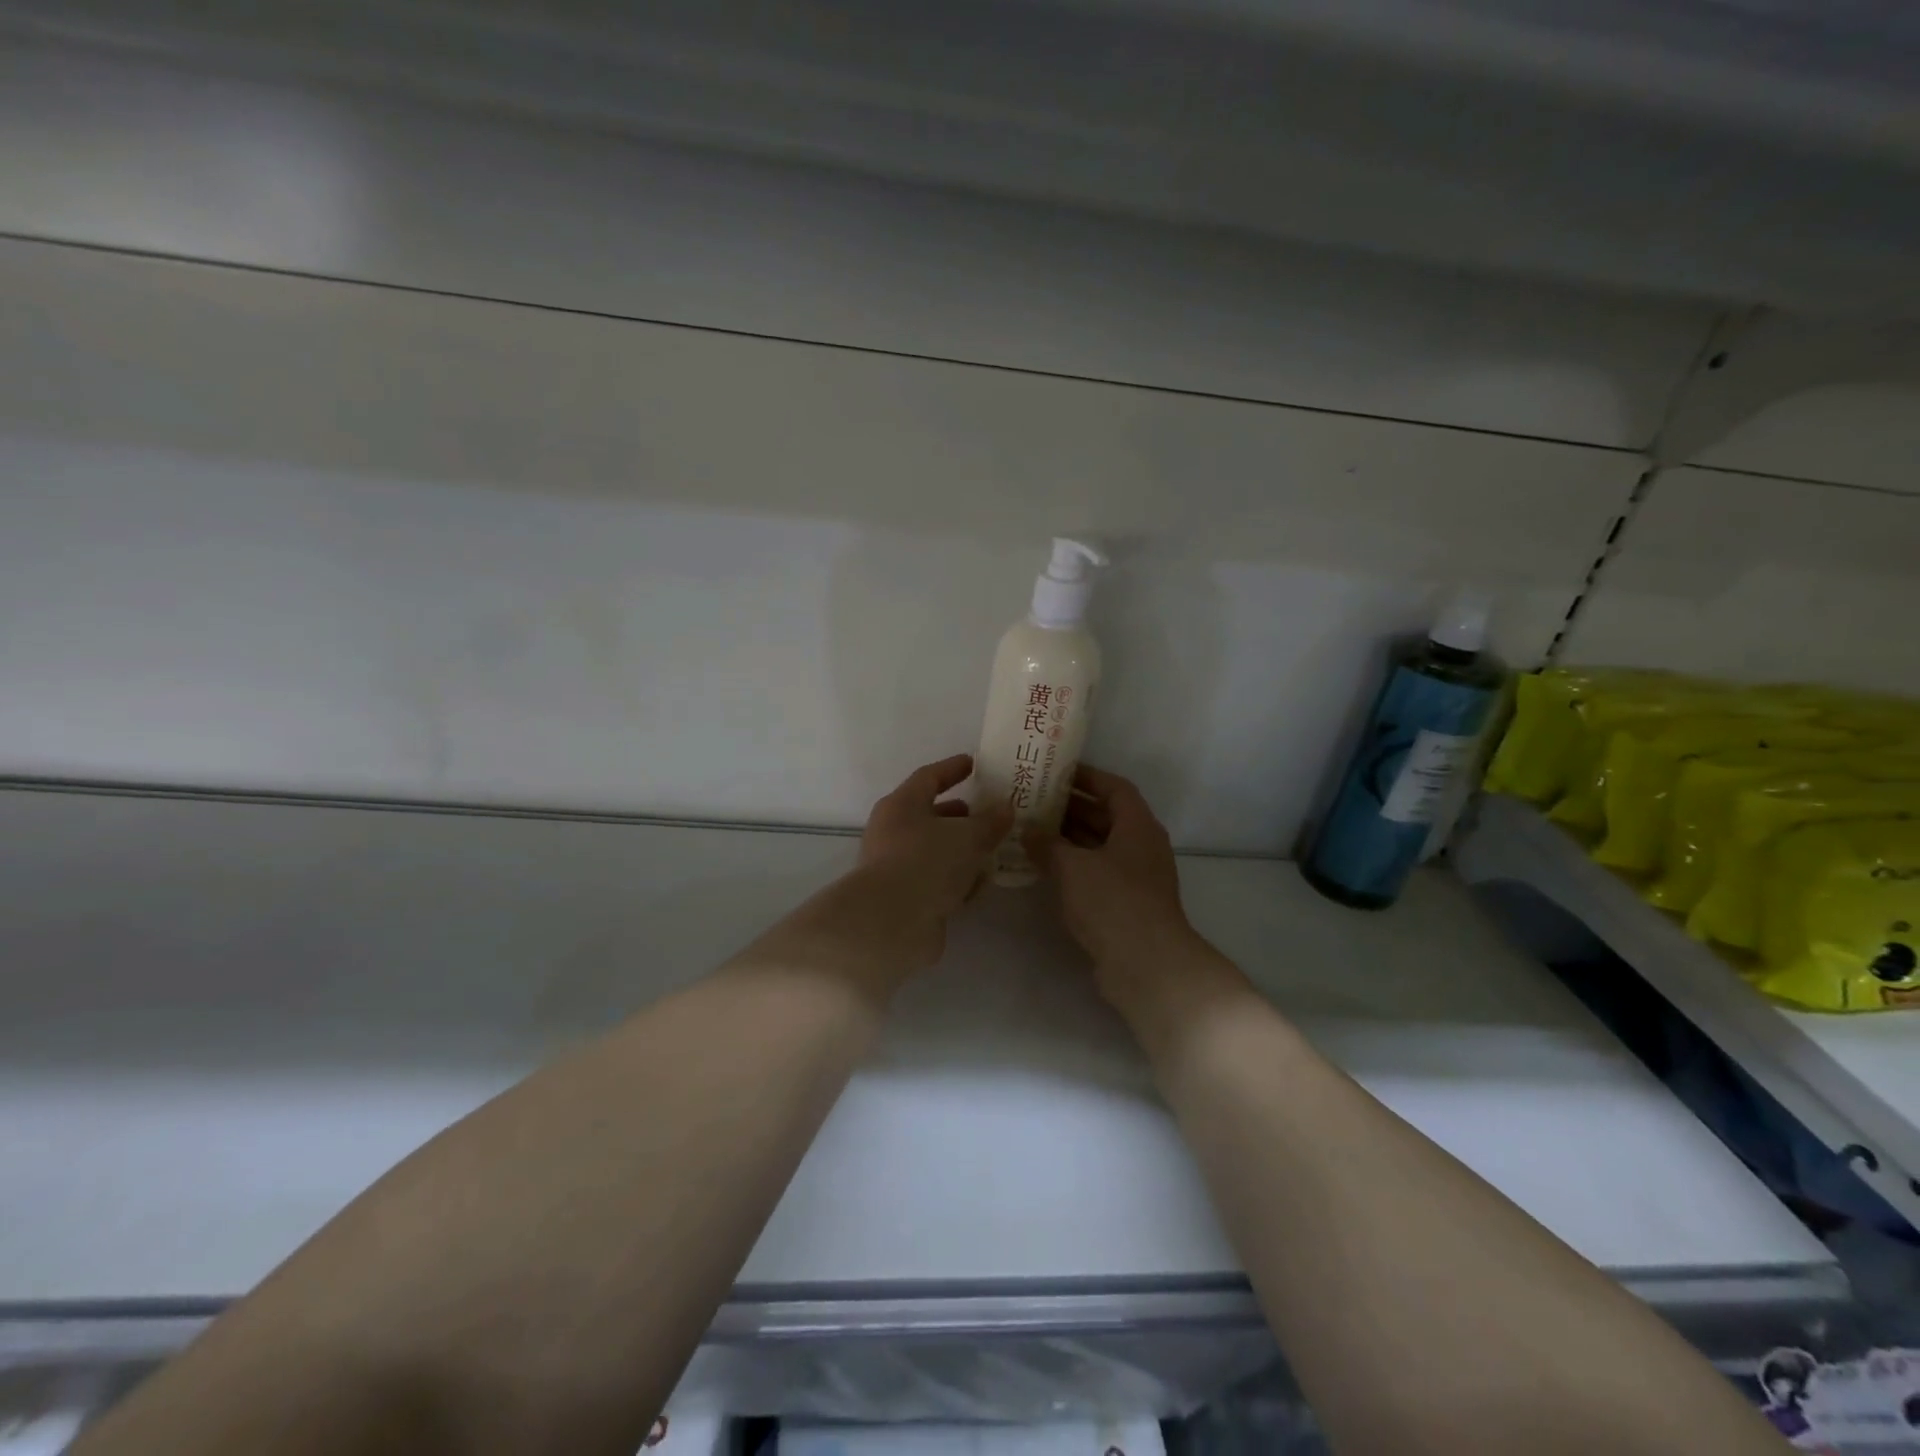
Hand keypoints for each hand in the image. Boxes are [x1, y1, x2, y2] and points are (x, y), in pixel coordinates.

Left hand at [855, 753, 1011, 968]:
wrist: (890, 922)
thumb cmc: (927, 862)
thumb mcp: (968, 836)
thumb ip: (990, 822)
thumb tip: (1005, 808)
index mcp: (902, 805)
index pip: (929, 777)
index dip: (952, 769)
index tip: (973, 763)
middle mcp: (893, 832)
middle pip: (930, 816)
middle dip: (960, 816)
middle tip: (988, 814)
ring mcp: (896, 867)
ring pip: (934, 851)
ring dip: (961, 851)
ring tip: (992, 851)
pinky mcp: (904, 898)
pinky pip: (935, 881)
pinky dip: (956, 880)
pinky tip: (979, 886)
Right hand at [1025, 764, 1210, 1010]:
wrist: (1147, 965)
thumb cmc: (1112, 902)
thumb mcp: (1072, 867)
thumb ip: (1047, 844)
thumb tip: (1028, 829)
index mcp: (1138, 826)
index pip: (1115, 788)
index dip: (1088, 777)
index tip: (1057, 772)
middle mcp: (1141, 846)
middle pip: (1107, 816)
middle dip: (1072, 808)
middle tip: (1035, 800)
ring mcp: (1136, 878)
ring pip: (1100, 847)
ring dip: (1070, 838)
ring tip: (1033, 830)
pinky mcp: (1127, 904)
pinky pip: (1098, 873)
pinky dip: (1074, 866)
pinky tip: (1045, 868)